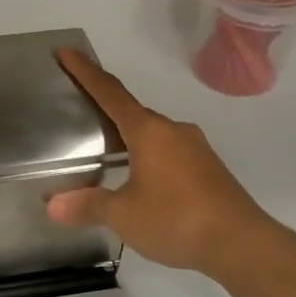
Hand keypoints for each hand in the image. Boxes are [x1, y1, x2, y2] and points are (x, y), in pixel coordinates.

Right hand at [47, 49, 276, 281]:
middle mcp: (173, 131)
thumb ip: (88, 205)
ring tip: (105, 148)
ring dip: (128, 136)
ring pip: (152, 133)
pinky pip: (168, 151)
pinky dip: (147, 154)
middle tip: (79, 107)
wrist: (242, 244)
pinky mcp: (208, 169)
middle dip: (106, 108)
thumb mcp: (124, 215)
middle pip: (132, 112)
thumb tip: (53, 206)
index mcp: (149, 131)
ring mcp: (195, 149)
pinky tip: (139, 177)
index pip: (110, 93)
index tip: (67, 52)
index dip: (86, 72)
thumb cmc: (176, 219)